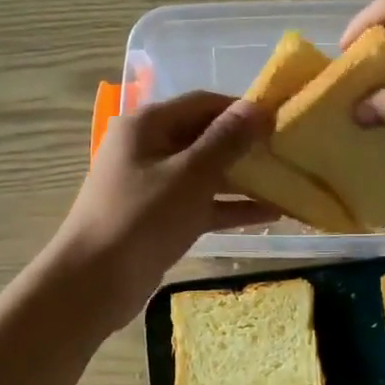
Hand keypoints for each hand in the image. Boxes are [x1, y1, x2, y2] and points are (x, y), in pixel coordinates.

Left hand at [50, 91, 276, 328]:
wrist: (95, 281)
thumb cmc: (142, 218)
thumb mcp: (190, 175)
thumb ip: (226, 140)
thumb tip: (257, 108)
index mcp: (147, 125)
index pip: (202, 103)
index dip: (241, 109)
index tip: (280, 120)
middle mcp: (149, 148)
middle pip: (205, 137)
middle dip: (246, 146)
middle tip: (289, 153)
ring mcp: (154, 185)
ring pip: (206, 174)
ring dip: (244, 180)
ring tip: (288, 184)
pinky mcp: (161, 218)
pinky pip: (201, 204)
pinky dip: (230, 208)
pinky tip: (270, 214)